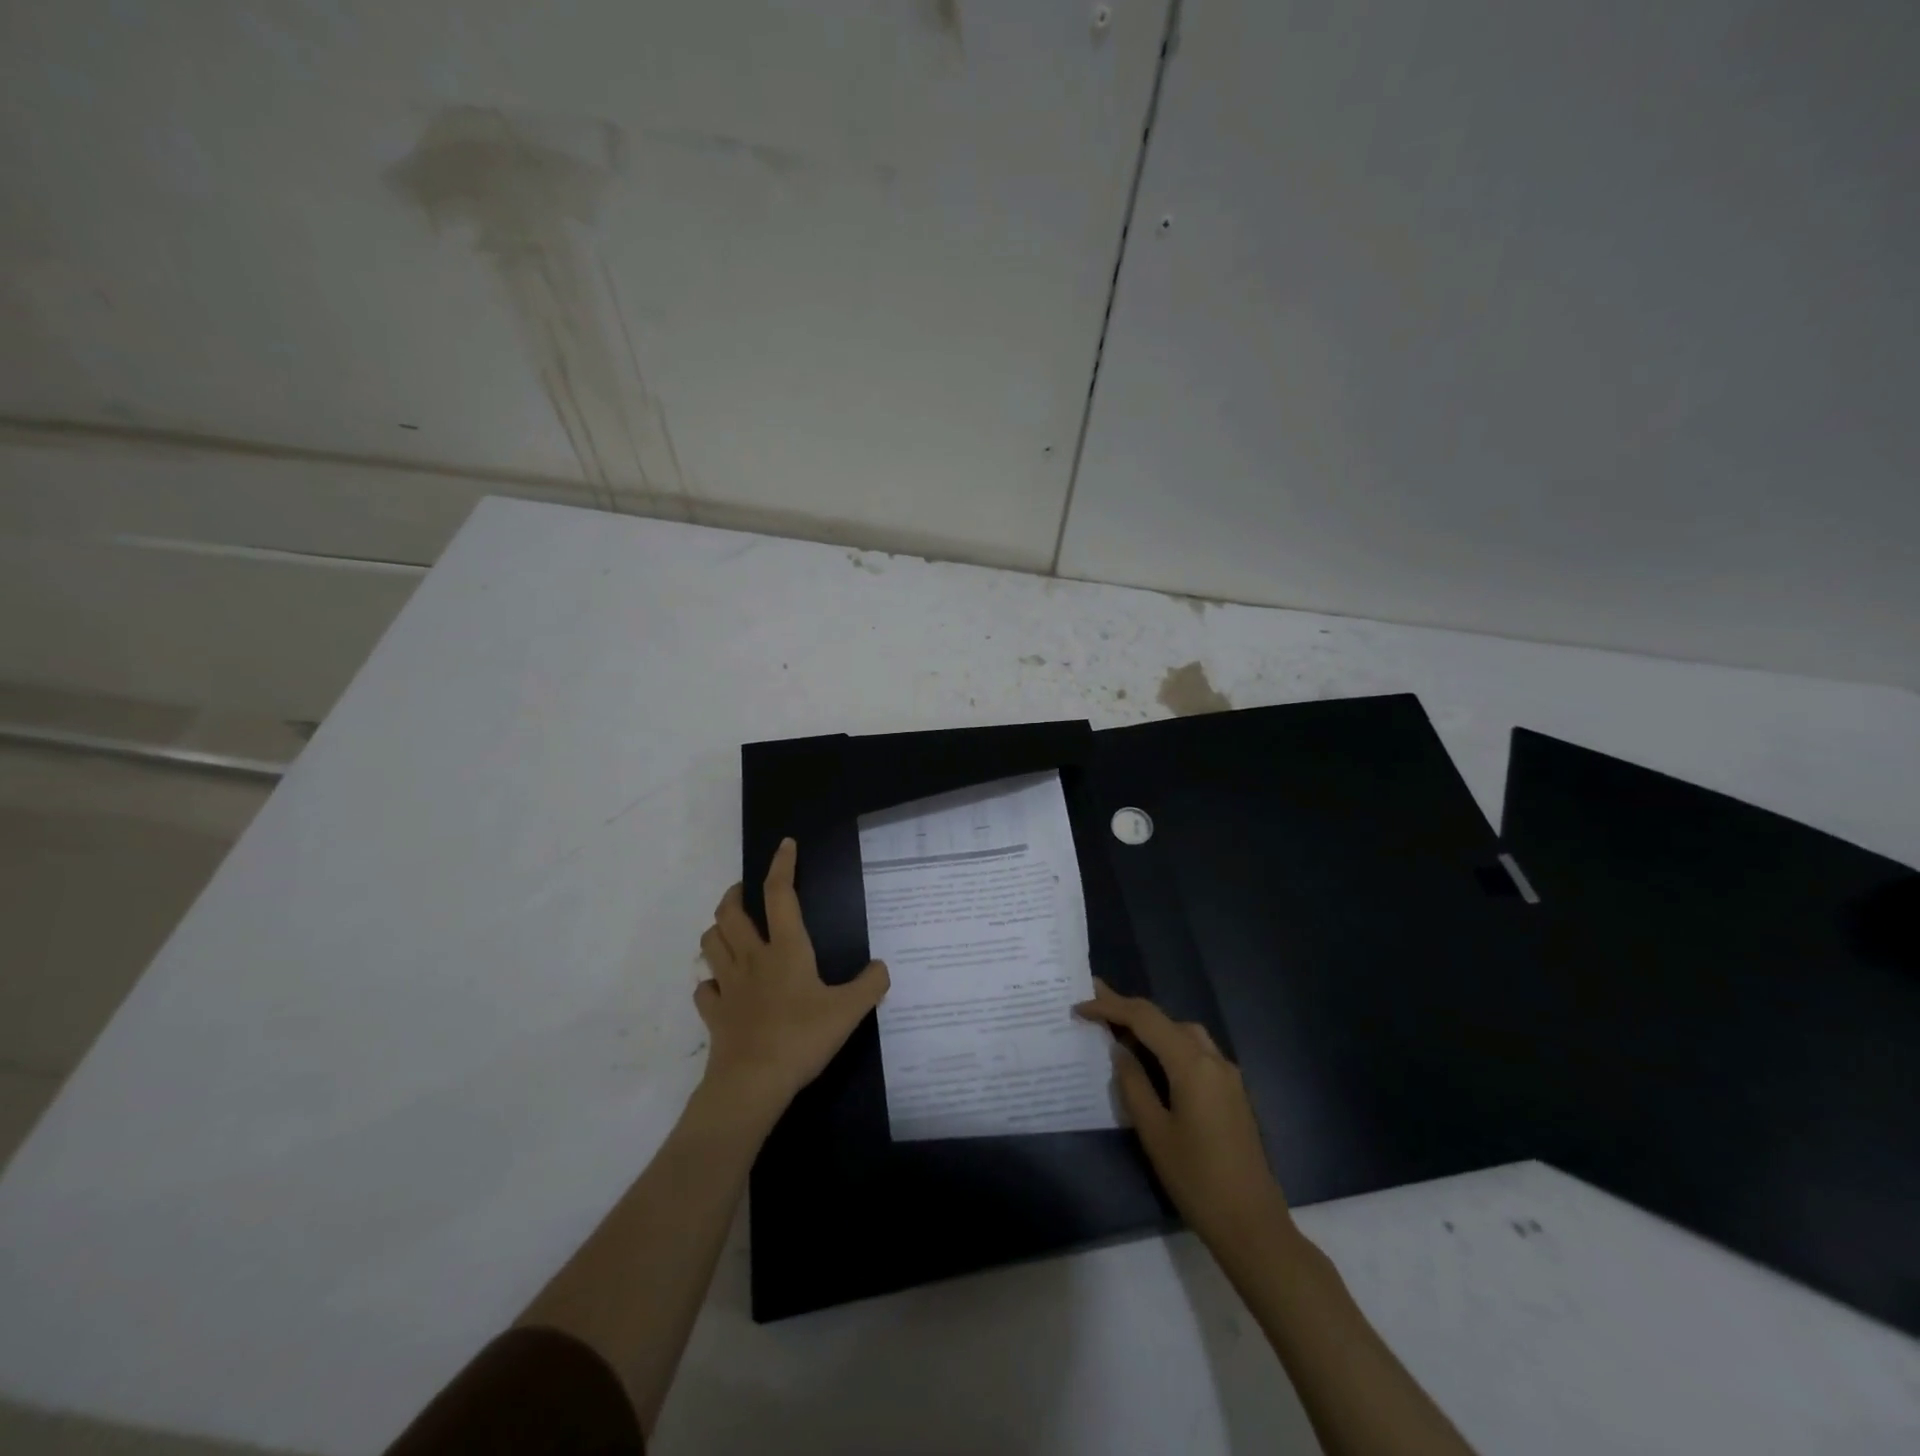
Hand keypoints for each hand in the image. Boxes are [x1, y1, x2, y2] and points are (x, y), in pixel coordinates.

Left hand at [697, 838, 889, 1125]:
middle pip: (730, 913)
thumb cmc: (802, 1037)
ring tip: (731, 930)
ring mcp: (728, 986)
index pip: (780, 895)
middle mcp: (752, 958)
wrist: (752, 1082)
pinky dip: (710, 982)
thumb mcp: (849, 1011)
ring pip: (710, 943)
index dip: (782, 865)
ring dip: (717, 930)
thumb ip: (870, 985)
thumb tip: (882, 967)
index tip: (785, 845)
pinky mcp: (714, 1013)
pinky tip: (720, 986)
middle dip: (734, 894)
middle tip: (745, 891)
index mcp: (786, 949)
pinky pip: (704, 989)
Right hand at [1076, 979, 1291, 1254]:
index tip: (1080, 1006)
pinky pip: (1195, 1052)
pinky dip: (1169, 1045)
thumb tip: (1120, 1051)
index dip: (1110, 1006)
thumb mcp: (1154, 1132)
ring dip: (1151, 1027)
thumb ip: (1133, 1084)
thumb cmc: (1197, 1180)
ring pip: (1183, 1033)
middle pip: (1165, 1019)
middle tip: (1095, 1008)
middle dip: (1129, 1010)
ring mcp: (1227, 1075)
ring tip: (1118, 1032)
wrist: (1252, 1225)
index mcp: (1192, 1064)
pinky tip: (1151, 1062)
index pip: (1145, 1019)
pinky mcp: (1232, 1091)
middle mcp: (1213, 1059)